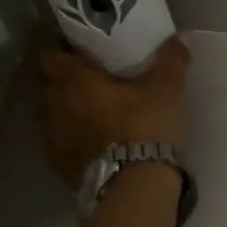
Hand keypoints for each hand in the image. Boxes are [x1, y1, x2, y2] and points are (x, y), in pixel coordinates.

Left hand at [37, 38, 190, 188]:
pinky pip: (58, 140)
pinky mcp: (58, 164)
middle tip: (89, 75)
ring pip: (49, 112)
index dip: (62, 49)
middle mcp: (53, 104)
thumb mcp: (166, 89)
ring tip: (91, 107)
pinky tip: (92, 137)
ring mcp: (51, 137)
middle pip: (45, 82)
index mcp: (72, 79)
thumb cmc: (144, 126)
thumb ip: (171, 60)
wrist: (134, 188)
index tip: (81, 48)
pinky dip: (70, 134)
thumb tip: (180, 38)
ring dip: (64, 107)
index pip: (49, 54)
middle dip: (62, 77)